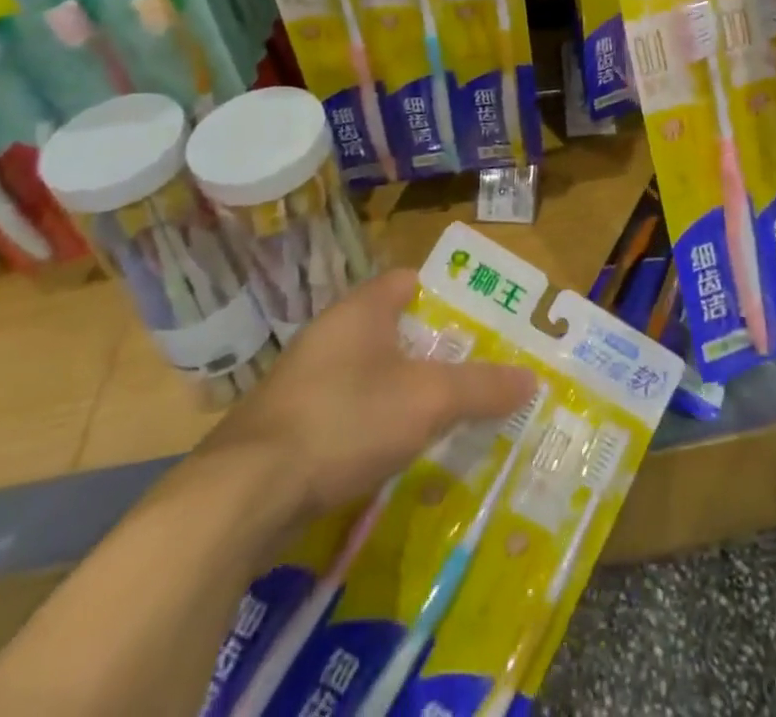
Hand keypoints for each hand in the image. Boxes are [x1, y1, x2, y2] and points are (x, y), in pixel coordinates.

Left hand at [187, 269, 535, 541]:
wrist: (244, 495)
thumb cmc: (346, 421)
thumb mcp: (428, 401)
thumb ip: (481, 388)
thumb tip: (531, 379)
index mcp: (361, 310)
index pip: (410, 281)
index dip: (447, 296)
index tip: (481, 323)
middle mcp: (330, 335)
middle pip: (394, 330)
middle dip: (434, 352)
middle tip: (475, 375)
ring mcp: (304, 381)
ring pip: (370, 374)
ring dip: (404, 392)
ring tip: (445, 418)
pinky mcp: (288, 426)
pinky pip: (346, 412)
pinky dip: (373, 425)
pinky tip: (394, 456)